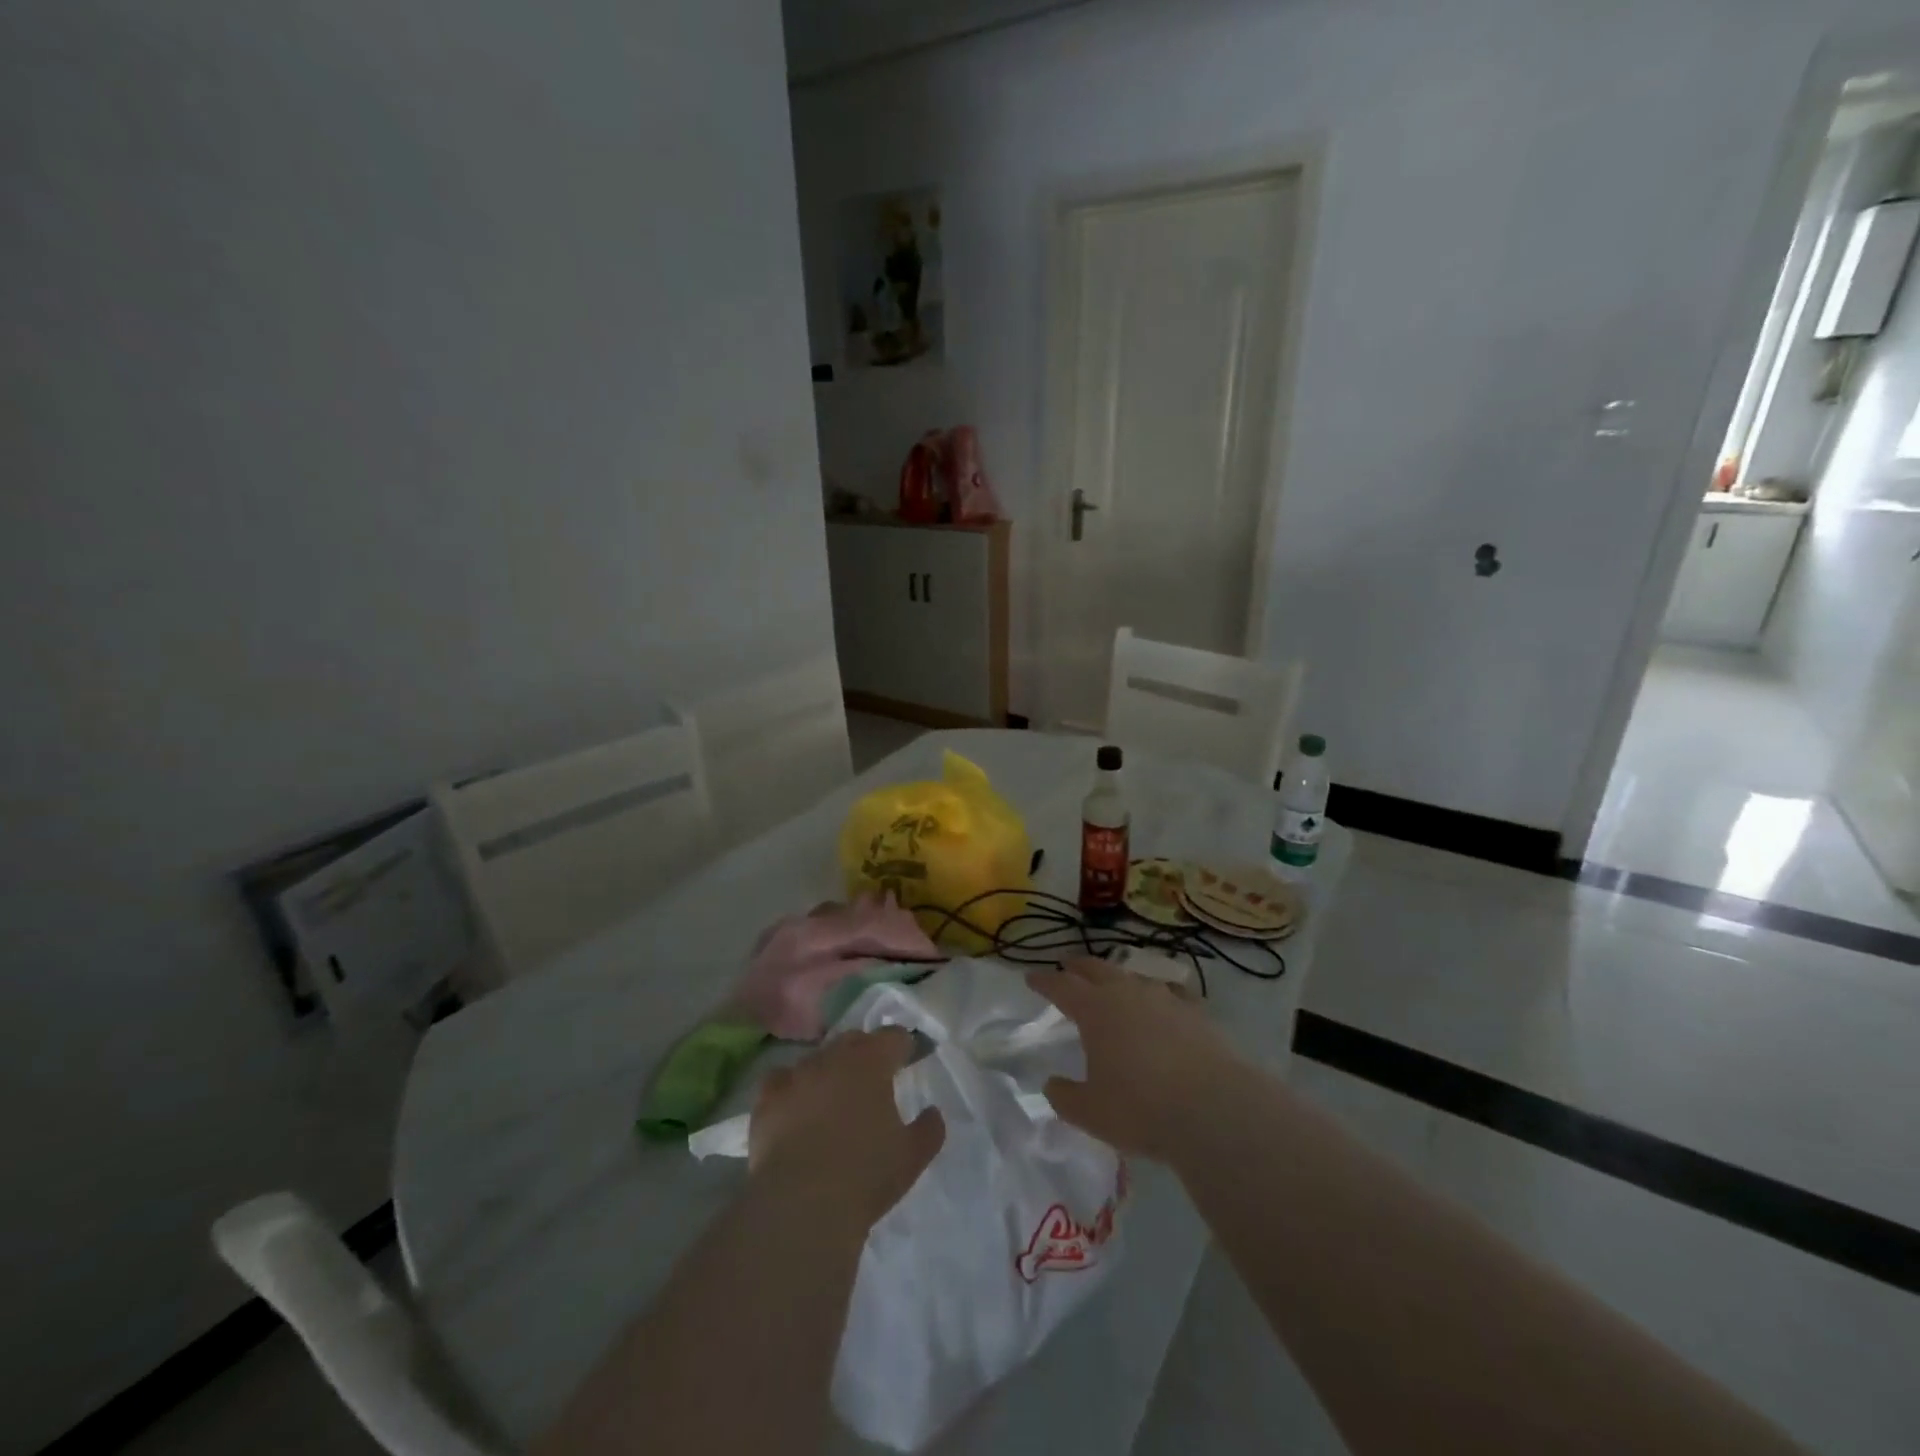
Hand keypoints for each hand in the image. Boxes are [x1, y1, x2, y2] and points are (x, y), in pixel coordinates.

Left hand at [749, 1027, 945, 1229]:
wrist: (800, 1205)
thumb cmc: (865, 1175)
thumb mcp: (912, 1157)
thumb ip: (929, 1129)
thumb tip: (933, 1112)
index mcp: (872, 1061)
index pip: (893, 1036)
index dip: (903, 1046)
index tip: (908, 1059)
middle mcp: (833, 1057)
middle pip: (854, 1040)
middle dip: (865, 1052)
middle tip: (873, 1079)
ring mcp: (796, 1074)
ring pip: (817, 1058)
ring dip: (829, 1069)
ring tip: (833, 1096)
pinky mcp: (767, 1098)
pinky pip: (781, 1079)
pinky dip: (792, 1086)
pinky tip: (795, 1105)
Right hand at [1027, 957, 1250, 1163]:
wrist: (1214, 1108)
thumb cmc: (1141, 1108)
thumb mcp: (1090, 1112)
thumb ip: (1065, 1096)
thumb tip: (1053, 1084)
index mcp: (1095, 1010)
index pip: (1061, 986)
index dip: (1044, 981)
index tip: (1030, 977)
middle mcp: (1127, 993)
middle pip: (1097, 969)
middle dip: (1078, 966)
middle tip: (1068, 966)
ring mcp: (1165, 998)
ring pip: (1134, 977)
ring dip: (1118, 978)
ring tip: (1114, 985)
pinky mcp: (1197, 1012)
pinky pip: (1172, 994)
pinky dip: (1160, 995)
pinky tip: (1165, 1002)